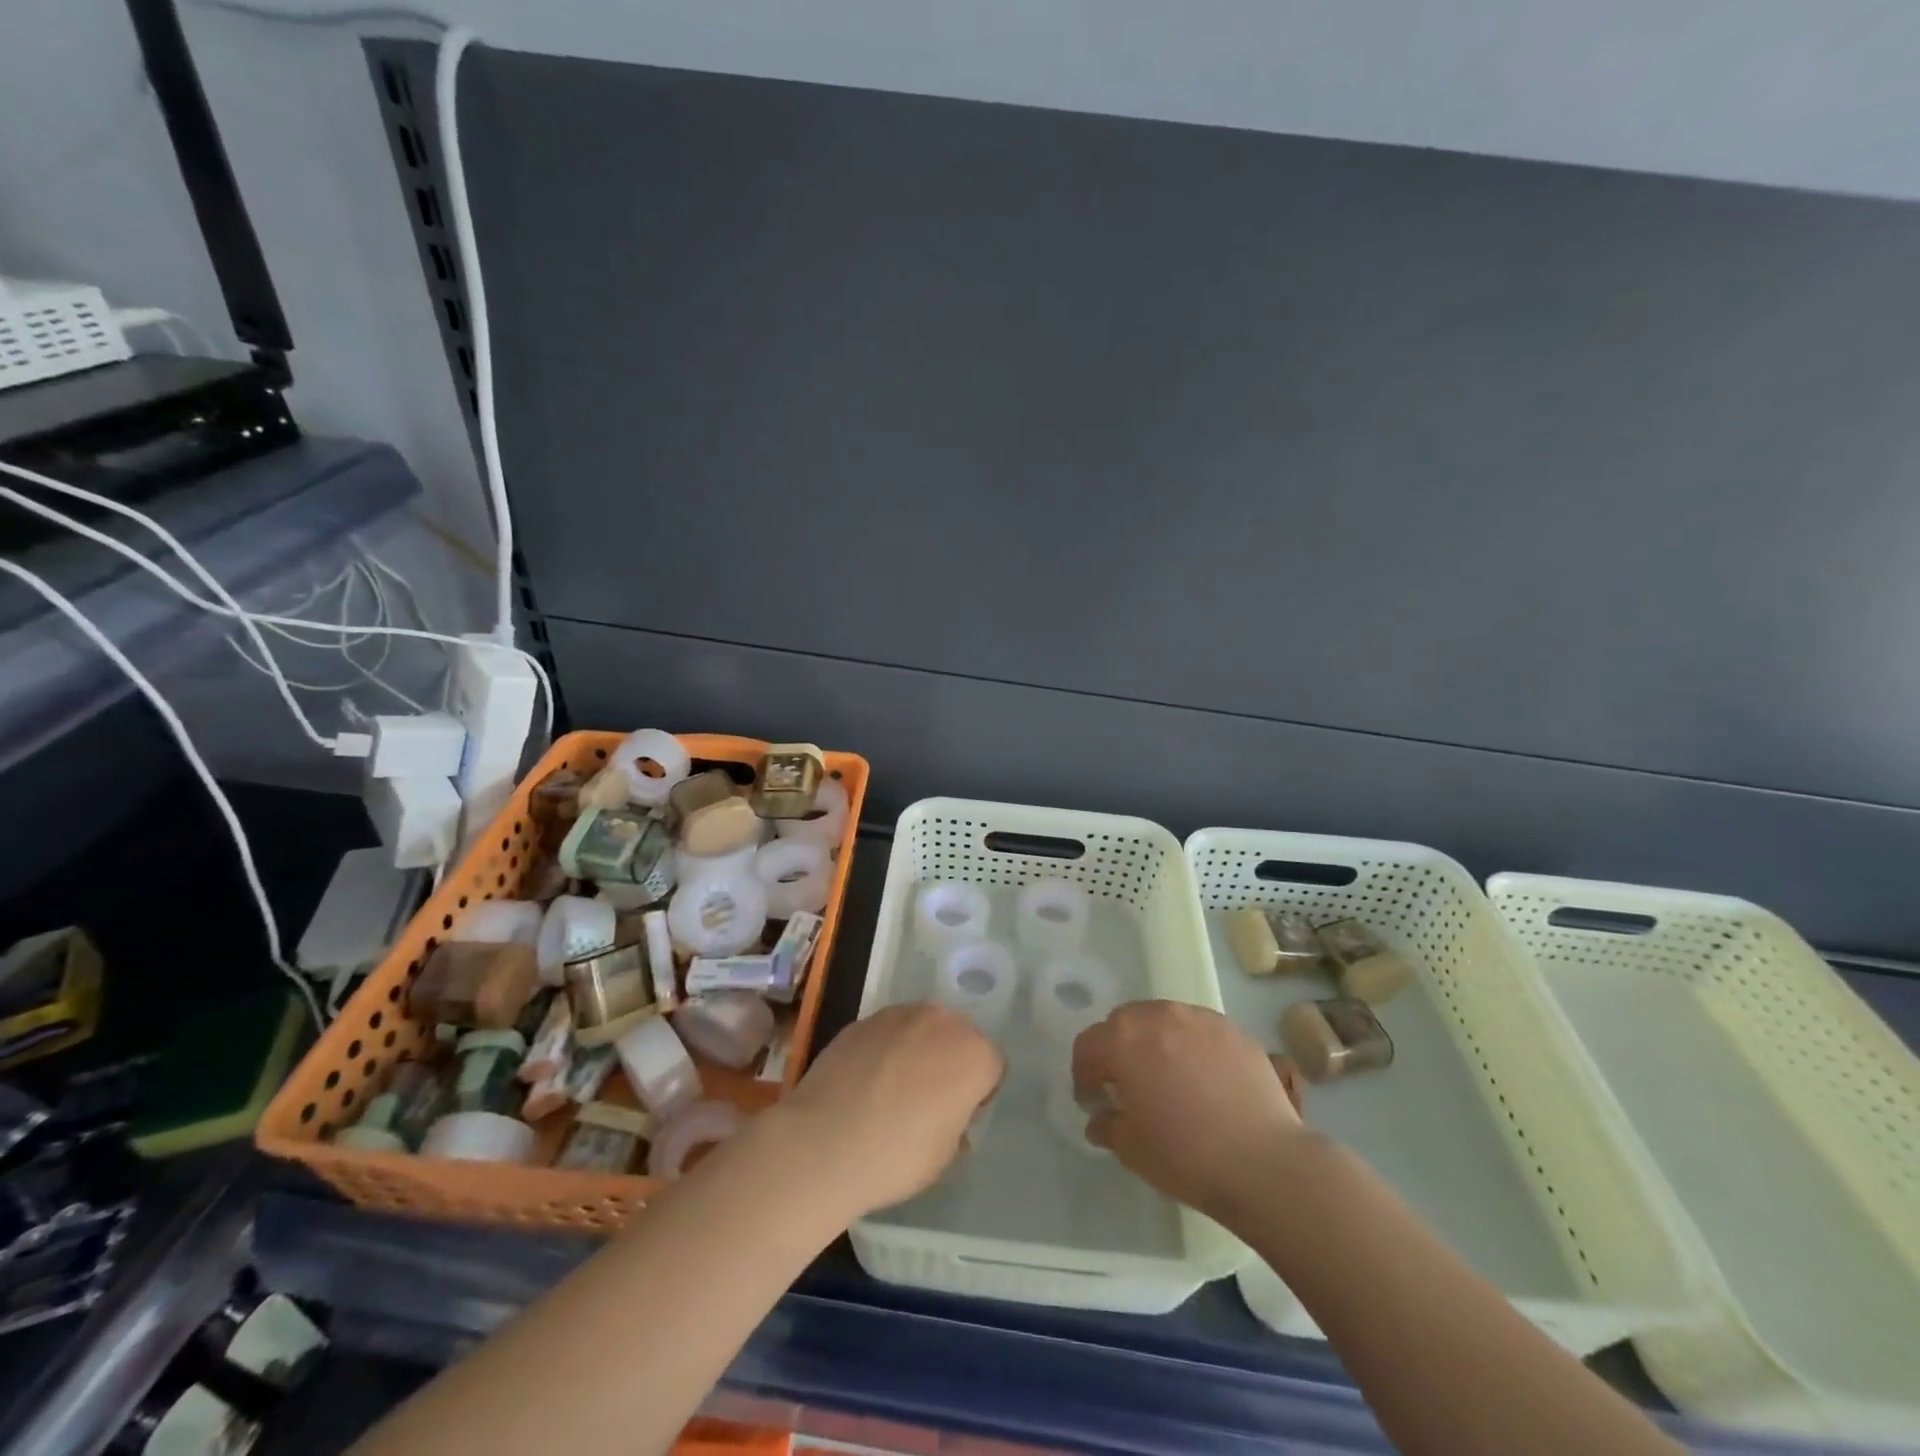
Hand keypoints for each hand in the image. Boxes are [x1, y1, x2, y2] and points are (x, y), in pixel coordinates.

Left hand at [778, 1004, 1003, 1217]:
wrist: (824, 1142)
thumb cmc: (897, 1156)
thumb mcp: (945, 1155)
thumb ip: (957, 1124)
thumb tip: (945, 1115)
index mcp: (974, 1054)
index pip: (992, 1066)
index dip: (979, 1093)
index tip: (959, 1116)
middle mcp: (942, 1021)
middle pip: (957, 1036)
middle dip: (949, 1061)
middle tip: (927, 1100)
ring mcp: (899, 1015)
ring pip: (921, 1029)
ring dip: (916, 1050)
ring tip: (891, 1089)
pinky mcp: (863, 1019)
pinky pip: (886, 1033)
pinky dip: (883, 1050)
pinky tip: (864, 1083)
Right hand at [1072, 1001, 1306, 1221]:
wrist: (1265, 1163)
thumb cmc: (1186, 1156)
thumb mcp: (1131, 1150)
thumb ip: (1107, 1125)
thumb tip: (1100, 1117)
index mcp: (1123, 1040)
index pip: (1088, 1045)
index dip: (1083, 1073)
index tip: (1092, 1099)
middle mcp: (1158, 1016)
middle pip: (1124, 1022)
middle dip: (1118, 1049)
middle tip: (1128, 1084)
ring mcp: (1199, 1019)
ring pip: (1163, 1019)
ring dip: (1155, 1042)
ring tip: (1168, 1077)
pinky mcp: (1234, 1030)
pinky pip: (1200, 1031)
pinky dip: (1192, 1047)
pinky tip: (1206, 1081)